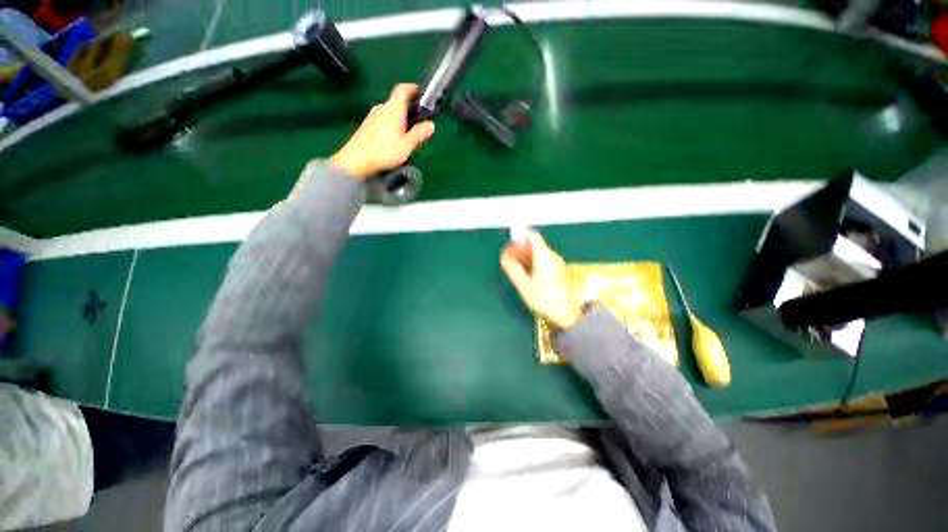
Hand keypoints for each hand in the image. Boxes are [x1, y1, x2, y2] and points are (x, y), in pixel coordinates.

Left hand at [329, 84, 435, 180]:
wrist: (356, 161)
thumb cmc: (384, 151)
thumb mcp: (407, 145)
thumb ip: (419, 133)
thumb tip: (431, 124)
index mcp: (393, 108)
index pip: (403, 89)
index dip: (413, 89)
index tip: (422, 94)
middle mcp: (382, 108)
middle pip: (398, 103)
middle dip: (410, 110)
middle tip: (420, 122)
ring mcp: (373, 117)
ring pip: (391, 113)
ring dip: (402, 120)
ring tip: (410, 135)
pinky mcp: (367, 127)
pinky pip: (384, 121)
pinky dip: (393, 126)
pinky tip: (396, 141)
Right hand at [501, 230, 582, 329]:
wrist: (569, 316)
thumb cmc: (545, 300)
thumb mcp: (525, 286)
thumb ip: (513, 269)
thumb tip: (504, 257)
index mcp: (545, 256)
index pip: (532, 236)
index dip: (518, 238)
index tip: (508, 247)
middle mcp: (552, 256)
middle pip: (534, 245)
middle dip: (519, 249)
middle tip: (507, 260)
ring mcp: (557, 264)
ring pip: (538, 253)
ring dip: (525, 257)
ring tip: (514, 268)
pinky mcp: (558, 272)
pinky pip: (543, 261)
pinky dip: (532, 263)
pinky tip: (525, 274)